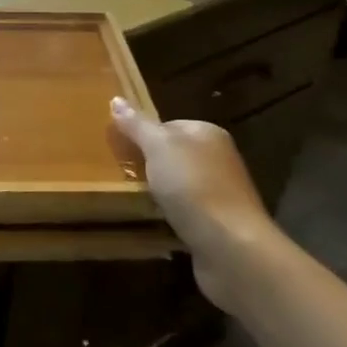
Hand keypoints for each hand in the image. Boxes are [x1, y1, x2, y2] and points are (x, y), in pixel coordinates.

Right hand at [111, 97, 278, 314]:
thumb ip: (137, 125)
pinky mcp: (216, 224)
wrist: (230, 247)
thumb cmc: (193, 186)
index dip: (143, 134)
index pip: (168, 125)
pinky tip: (153, 221)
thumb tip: (116, 99)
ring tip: (131, 197)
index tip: (120, 148)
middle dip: (148, 164)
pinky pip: (184, 212)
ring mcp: (219, 194)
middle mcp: (218, 160)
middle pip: (173, 155)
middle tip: (120, 173)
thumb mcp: (158, 147)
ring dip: (157, 192)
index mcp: (208, 134)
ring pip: (177, 185)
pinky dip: (168, 216)